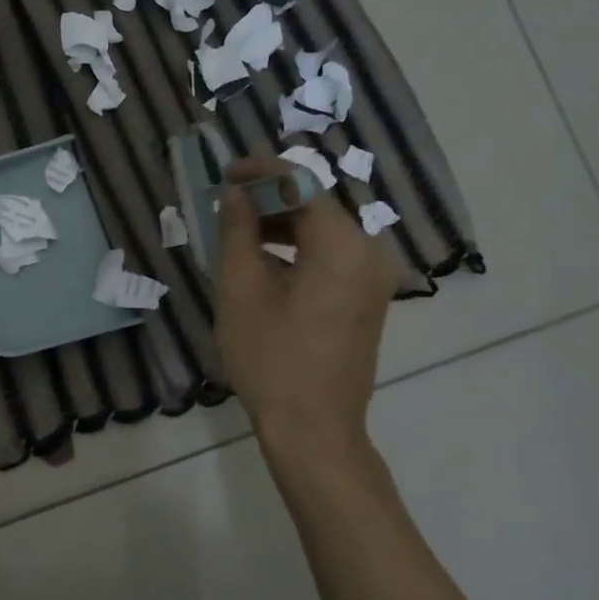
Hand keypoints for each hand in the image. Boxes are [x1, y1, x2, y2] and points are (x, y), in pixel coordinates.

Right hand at [215, 157, 399, 454]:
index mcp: (341, 245)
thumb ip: (237, 232)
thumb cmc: (270, 358)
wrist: (313, 428)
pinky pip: (332, 256)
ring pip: (325, 230)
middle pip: (318, 204)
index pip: (303, 183)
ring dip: (283, 222)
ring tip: (238, 229)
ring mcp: (373, 278)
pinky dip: (299, 248)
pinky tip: (264, 259)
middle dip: (271, 195)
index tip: (225, 172)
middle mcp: (368, 253)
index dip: (261, 171)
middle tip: (226, 200)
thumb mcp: (241, 289)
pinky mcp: (367, 299)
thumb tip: (236, 194)